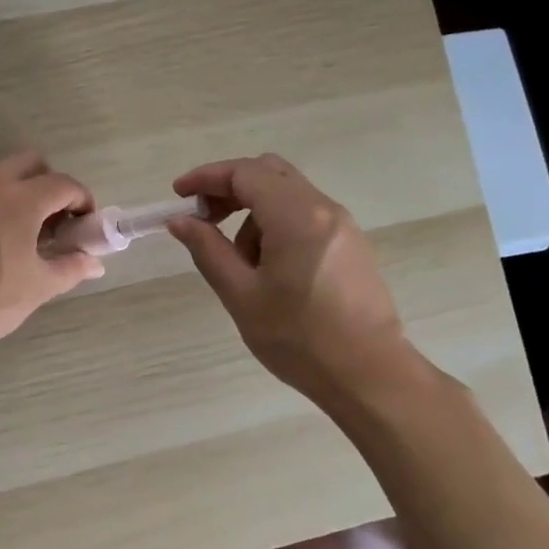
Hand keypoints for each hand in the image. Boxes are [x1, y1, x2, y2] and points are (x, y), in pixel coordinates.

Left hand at [0, 151, 103, 360]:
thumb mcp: (38, 287)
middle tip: (56, 221)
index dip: (82, 201)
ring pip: (0, 176)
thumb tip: (93, 262)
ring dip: (21, 193)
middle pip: (30, 163)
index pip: (63, 184)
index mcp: (20, 199)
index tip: (85, 226)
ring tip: (26, 235)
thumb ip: (70, 268)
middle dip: (50, 184)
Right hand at [168, 154, 420, 410]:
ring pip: (286, 194)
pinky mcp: (351, 244)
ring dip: (252, 211)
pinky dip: (275, 225)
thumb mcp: (241, 294)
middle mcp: (324, 209)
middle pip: (268, 173)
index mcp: (296, 216)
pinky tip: (267, 268)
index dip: (206, 177)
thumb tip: (180, 222)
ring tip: (238, 261)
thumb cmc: (299, 337)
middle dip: (229, 188)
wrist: (370, 375)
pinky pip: (305, 215)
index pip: (244, 173)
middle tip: (203, 218)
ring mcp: (342, 226)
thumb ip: (208, 249)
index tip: (179, 196)